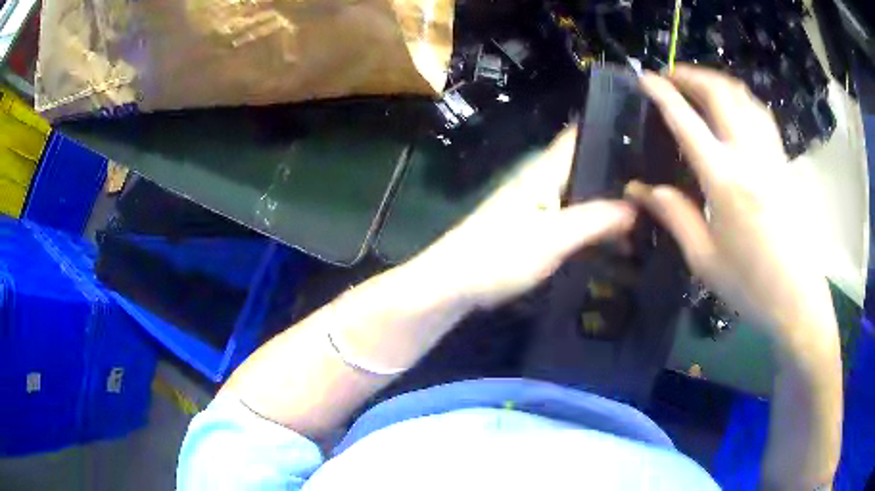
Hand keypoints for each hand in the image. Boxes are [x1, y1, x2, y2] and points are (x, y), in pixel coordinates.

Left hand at [408, 128, 636, 309]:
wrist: (454, 284)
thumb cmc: (500, 256)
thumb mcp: (553, 238)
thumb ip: (595, 220)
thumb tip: (637, 206)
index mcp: (545, 172)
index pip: (579, 136)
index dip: (610, 129)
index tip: (645, 129)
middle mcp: (542, 181)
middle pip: (586, 166)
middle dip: (619, 170)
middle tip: (659, 178)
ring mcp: (537, 205)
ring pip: (581, 193)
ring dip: (609, 199)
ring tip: (648, 208)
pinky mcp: (534, 228)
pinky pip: (573, 217)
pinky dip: (595, 222)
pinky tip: (616, 236)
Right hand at [629, 65, 837, 354]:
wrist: (797, 298)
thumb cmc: (750, 285)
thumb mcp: (704, 260)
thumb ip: (674, 216)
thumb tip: (640, 190)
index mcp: (725, 181)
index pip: (688, 122)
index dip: (664, 95)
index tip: (646, 78)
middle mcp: (750, 156)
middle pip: (719, 94)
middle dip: (691, 75)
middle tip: (670, 76)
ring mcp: (771, 155)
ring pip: (744, 97)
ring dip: (717, 81)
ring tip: (698, 84)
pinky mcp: (784, 162)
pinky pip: (760, 114)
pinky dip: (741, 98)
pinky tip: (733, 106)